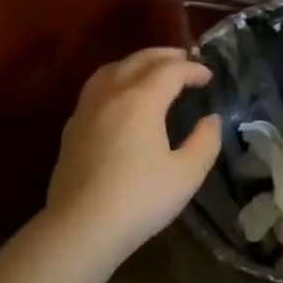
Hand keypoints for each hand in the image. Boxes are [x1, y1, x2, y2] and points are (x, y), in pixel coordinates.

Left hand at [46, 47, 221, 258]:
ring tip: (152, 71)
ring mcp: (86, 109)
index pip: (170, 71)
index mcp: (141, 100)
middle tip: (185, 60)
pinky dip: (116, 80)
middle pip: (138, 60)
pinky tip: (121, 98)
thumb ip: (205, 141)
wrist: (82, 226)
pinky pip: (96, 88)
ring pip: (111, 70)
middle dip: (164, 56)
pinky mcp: (72, 128)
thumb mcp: (187, 174)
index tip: (209, 77)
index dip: (193, 69)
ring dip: (136, 63)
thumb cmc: (140, 199)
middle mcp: (111, 94)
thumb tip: (211, 120)